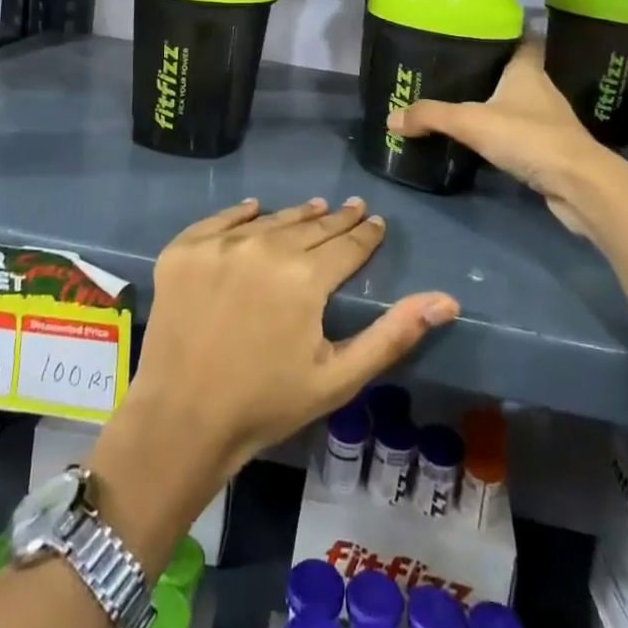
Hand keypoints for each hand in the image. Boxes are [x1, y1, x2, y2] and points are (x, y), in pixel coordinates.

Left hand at [120, 197, 459, 486]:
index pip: (347, 245)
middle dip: (336, 220)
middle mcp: (264, 246)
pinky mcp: (183, 249)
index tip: (376, 222)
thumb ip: (393, 334)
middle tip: (352, 208)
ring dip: (296, 216)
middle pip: (311, 226)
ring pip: (270, 220)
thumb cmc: (267, 403)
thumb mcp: (339, 377)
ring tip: (315, 208)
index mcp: (305, 276)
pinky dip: (241, 214)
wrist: (181, 419)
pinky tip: (255, 208)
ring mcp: (219, 244)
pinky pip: (220, 220)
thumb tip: (446, 300)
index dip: (366, 234)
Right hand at [388, 40, 616, 231]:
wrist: (580, 185)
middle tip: (457, 71)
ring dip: (499, 105)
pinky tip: (485, 142)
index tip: (482, 31)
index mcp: (527, 71)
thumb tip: (391, 118)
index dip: (507, 33)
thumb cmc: (529, 137)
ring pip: (520, 104)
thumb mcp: (471, 122)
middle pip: (517, 72)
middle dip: (492, 71)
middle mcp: (542, 90)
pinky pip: (523, 134)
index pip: (523, 40)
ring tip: (464, 105)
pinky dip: (506, 135)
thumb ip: (431, 116)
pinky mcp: (553, 151)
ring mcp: (551, 122)